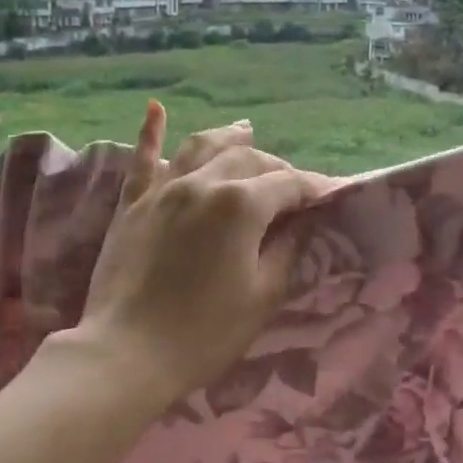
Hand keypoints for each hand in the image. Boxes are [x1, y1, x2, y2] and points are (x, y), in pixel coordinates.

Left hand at [77, 103, 333, 408]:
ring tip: (246, 130)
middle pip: (249, 160)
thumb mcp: (262, 296)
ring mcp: (163, 190)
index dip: (316, 188)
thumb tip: (303, 223)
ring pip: (201, 147)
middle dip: (277, 168)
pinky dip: (151, 132)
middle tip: (293, 188)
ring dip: (227, 138)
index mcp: (240, 204)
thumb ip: (287, 251)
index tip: (335, 194)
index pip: (289, 184)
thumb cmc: (205, 332)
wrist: (127, 353)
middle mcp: (202, 183)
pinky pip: (142, 159)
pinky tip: (155, 109)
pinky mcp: (132, 204)